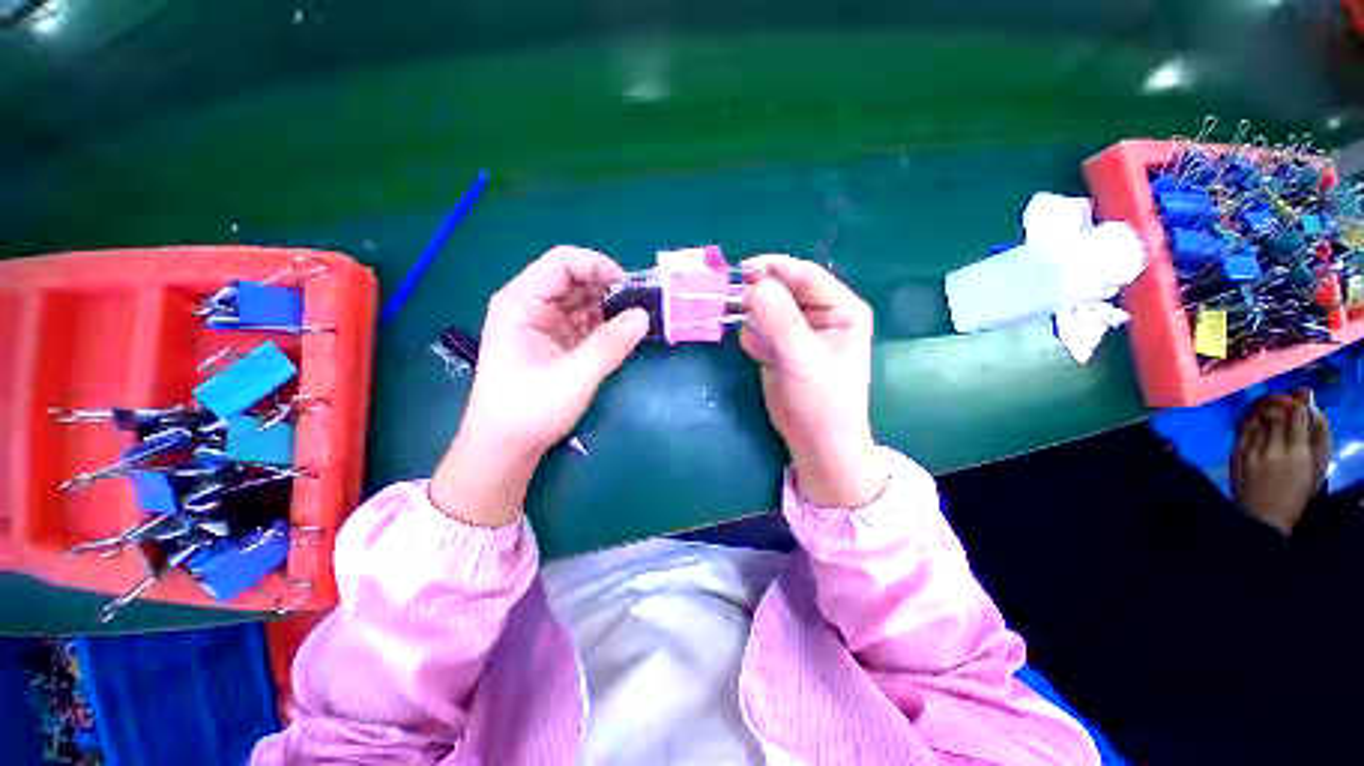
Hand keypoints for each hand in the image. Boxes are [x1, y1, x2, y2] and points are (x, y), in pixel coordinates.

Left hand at [430, 246, 648, 525]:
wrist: (505, 446)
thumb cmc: (529, 409)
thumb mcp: (574, 376)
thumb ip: (610, 344)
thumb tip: (644, 316)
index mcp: (522, 302)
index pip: (562, 262)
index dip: (598, 266)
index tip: (630, 288)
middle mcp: (531, 305)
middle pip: (575, 279)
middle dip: (608, 289)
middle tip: (640, 307)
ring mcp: (544, 324)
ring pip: (583, 301)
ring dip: (609, 308)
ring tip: (636, 322)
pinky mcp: (555, 341)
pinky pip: (585, 322)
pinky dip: (605, 325)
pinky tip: (622, 336)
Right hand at [740, 255, 886, 507]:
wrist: (816, 442)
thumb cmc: (823, 400)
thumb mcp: (803, 358)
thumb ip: (780, 320)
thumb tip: (753, 284)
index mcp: (840, 308)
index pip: (804, 275)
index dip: (773, 269)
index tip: (740, 271)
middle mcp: (819, 314)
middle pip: (781, 289)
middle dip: (757, 296)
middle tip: (732, 302)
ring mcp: (796, 331)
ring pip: (764, 309)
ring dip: (753, 320)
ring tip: (759, 345)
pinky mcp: (778, 347)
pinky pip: (757, 331)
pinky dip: (753, 340)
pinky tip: (761, 358)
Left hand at [1231, 390, 1330, 534]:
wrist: (1262, 517)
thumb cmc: (1296, 495)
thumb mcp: (1317, 470)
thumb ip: (1319, 440)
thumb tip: (1316, 411)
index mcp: (1297, 453)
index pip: (1297, 417)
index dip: (1299, 404)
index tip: (1301, 400)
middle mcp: (1273, 449)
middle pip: (1276, 414)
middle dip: (1281, 402)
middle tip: (1285, 400)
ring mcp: (1251, 451)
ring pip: (1257, 418)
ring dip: (1265, 409)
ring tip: (1271, 408)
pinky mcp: (1236, 454)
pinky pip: (1243, 429)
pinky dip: (1251, 421)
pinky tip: (1257, 421)